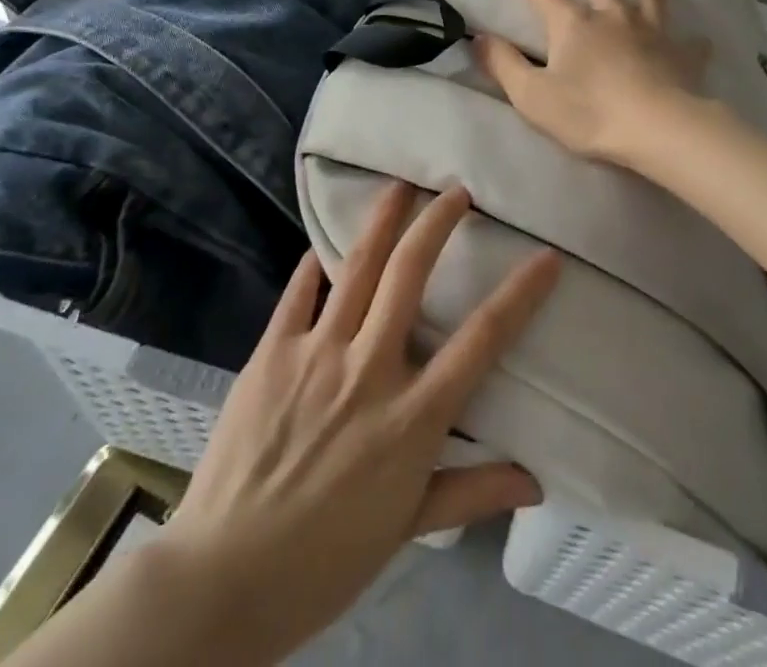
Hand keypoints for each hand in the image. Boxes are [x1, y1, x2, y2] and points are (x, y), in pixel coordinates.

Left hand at [147, 184, 559, 664]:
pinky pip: (298, 292)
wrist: (221, 580)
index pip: (481, 340)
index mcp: (412, 417)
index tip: (545, 257)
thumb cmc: (324, 560)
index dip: (520, 293)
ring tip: (401, 186)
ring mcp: (317, 353)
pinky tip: (323, 242)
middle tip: (456, 192)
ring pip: (358, 266)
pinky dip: (314, 263)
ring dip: (383, 219)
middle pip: (411, 275)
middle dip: (438, 223)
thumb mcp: (407, 528)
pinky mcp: (272, 352)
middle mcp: (369, 369)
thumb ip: (471, 493)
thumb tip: (536, 481)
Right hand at [476, 0, 707, 165]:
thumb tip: (480, 38)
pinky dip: (692, 40)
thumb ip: (504, 65)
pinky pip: (689, 44)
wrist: (657, 128)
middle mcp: (613, 18)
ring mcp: (651, 34)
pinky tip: (700, 39)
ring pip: (648, 1)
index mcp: (574, 24)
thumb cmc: (589, 112)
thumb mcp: (532, 95)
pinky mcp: (680, 56)